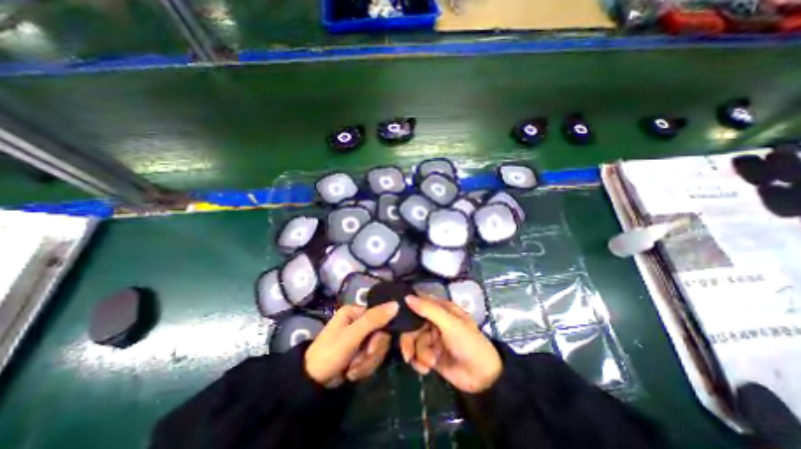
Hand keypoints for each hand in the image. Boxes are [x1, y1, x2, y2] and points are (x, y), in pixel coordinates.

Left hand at [304, 304, 396, 386]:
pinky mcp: (361, 351)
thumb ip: (374, 319)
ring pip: (379, 348)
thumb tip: (397, 304)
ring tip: (352, 370)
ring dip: (367, 363)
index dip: (379, 336)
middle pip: (381, 335)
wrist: (313, 383)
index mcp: (356, 311)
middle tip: (357, 362)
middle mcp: (360, 321)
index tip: (371, 349)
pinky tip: (352, 373)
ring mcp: (361, 337)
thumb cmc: (330, 352)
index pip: (381, 317)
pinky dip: (364, 368)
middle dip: (371, 353)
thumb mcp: (352, 335)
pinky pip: (373, 358)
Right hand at [401, 296, 499, 394]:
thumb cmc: (468, 343)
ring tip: (430, 363)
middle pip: (412, 326)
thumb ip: (429, 309)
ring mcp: (433, 339)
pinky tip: (427, 369)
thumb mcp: (450, 324)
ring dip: (419, 354)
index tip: (397, 321)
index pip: (419, 305)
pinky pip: (417, 355)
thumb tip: (407, 297)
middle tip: (408, 354)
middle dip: (410, 341)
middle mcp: (435, 322)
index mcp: (441, 310)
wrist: (482, 377)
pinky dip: (419, 363)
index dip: (408, 311)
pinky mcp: (431, 355)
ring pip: (414, 342)